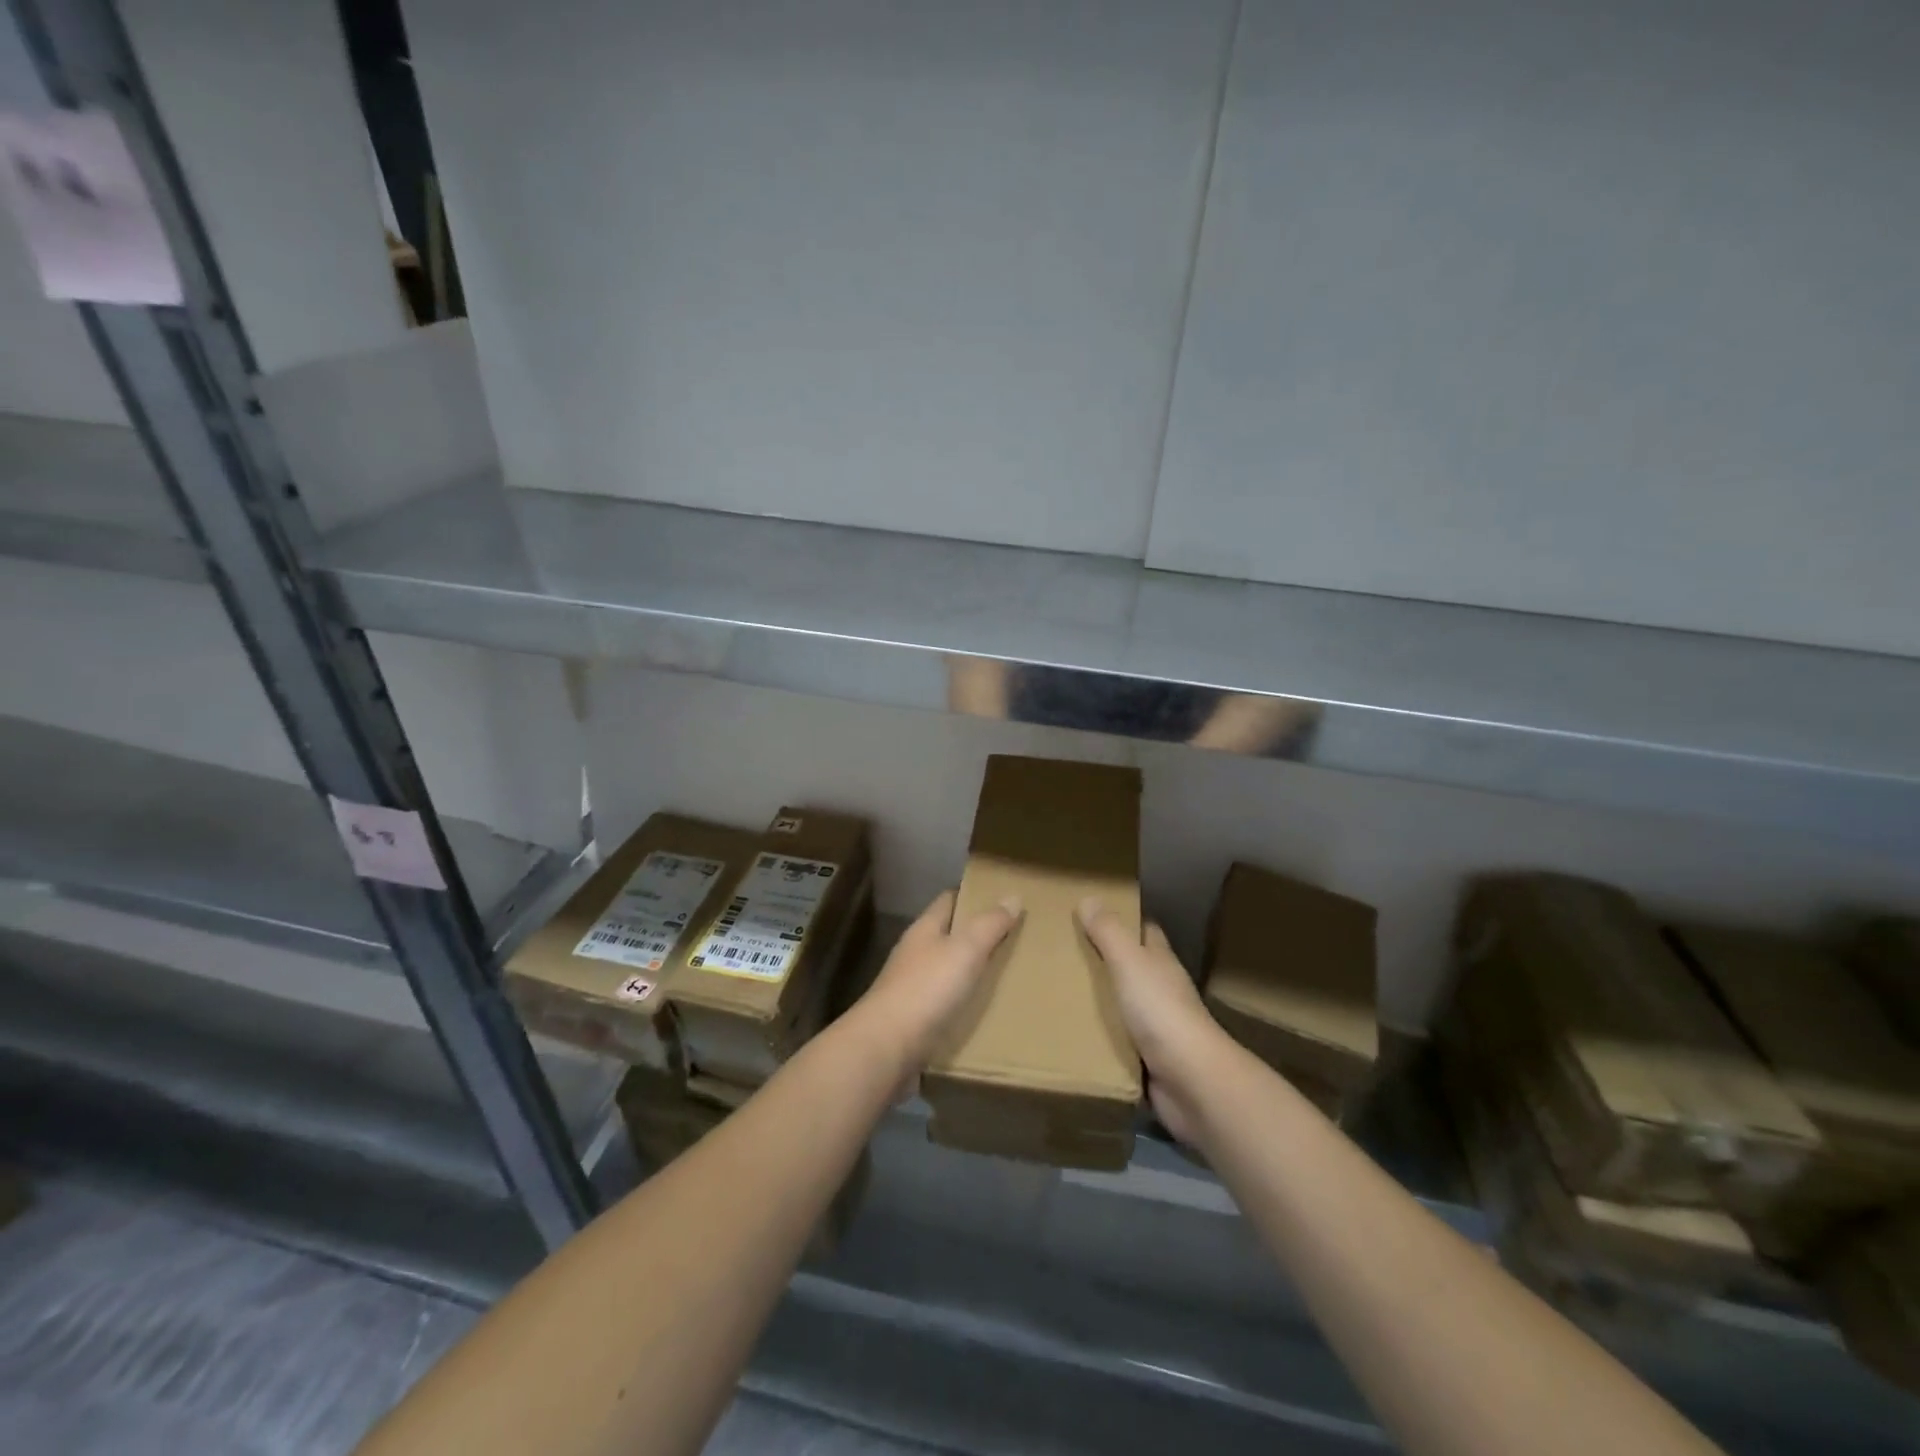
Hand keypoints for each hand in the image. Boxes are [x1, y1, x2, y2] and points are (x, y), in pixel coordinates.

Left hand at [851, 890, 1021, 1072]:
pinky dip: (965, 1001)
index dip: (972, 896)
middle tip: (1016, 937)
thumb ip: (989, 924)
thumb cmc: (927, 989)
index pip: (949, 900)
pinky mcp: (915, 1018)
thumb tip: (1013, 896)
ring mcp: (912, 987)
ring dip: (972, 970)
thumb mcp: (965, 950)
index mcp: (924, 929)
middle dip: (977, 935)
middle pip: (949, 935)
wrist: (888, 1047)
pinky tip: (986, 1009)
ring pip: (948, 969)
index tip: (1001, 899)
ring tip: (1008, 973)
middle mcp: (916, 953)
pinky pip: (946, 1002)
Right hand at [1077, 898, 1225, 1144]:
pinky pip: (1116, 1043)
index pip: (1145, 932)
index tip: (1092, 913)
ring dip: (1098, 1002)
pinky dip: (1098, 1038)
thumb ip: (1109, 932)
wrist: (1190, 1080)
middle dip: (1102, 961)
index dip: (1124, 920)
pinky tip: (1070, 1035)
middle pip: (1131, 968)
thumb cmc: (1160, 1011)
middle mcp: (1161, 990)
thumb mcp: (1130, 963)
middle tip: (1061, 954)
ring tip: (1056, 993)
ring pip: (1122, 1006)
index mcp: (1161, 962)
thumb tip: (1089, 897)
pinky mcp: (1148, 1060)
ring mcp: (1157, 1027)